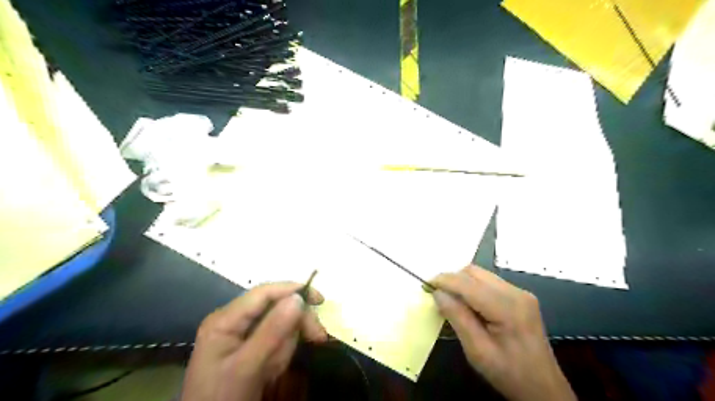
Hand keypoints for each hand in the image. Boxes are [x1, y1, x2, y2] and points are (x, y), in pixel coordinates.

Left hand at [183, 281, 328, 400]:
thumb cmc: (222, 399)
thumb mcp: (246, 367)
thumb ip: (272, 331)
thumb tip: (298, 298)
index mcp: (226, 319)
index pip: (264, 293)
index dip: (293, 290)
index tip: (320, 300)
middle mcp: (234, 320)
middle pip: (275, 306)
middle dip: (296, 321)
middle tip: (318, 338)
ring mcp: (241, 333)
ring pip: (279, 323)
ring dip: (287, 342)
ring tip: (276, 369)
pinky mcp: (250, 346)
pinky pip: (275, 339)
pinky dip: (282, 351)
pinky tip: (273, 369)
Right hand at [430, 265, 573, 399]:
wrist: (544, 389)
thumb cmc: (510, 374)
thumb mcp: (478, 351)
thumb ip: (457, 318)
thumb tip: (438, 294)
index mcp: (507, 307)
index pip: (467, 283)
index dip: (444, 280)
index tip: (425, 285)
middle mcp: (516, 293)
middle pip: (474, 272)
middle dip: (452, 280)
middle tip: (437, 296)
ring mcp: (521, 293)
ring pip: (481, 274)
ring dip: (462, 283)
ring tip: (452, 302)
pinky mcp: (521, 297)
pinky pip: (489, 283)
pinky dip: (473, 288)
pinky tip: (470, 306)